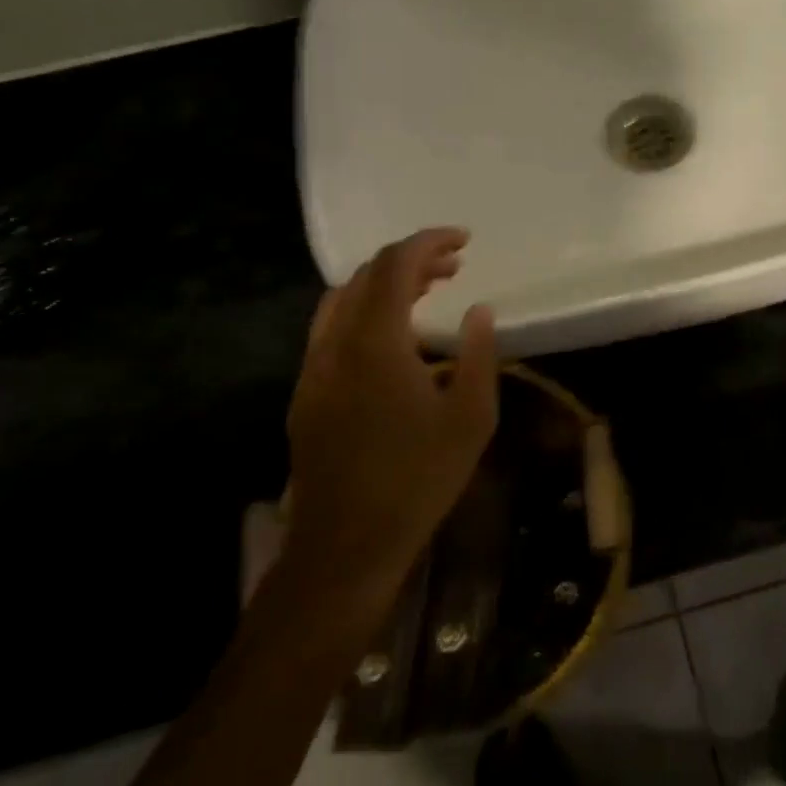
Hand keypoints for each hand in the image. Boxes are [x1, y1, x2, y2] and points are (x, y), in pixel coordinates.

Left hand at [282, 228, 497, 590]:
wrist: (346, 545)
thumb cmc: (418, 479)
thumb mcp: (471, 417)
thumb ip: (479, 354)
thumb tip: (480, 310)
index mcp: (376, 341)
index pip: (396, 265)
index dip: (429, 242)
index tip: (463, 240)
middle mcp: (336, 343)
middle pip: (367, 275)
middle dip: (411, 259)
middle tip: (453, 266)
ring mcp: (314, 368)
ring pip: (343, 300)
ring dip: (384, 284)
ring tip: (426, 291)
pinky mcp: (305, 393)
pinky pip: (331, 329)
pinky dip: (363, 311)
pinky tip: (391, 337)